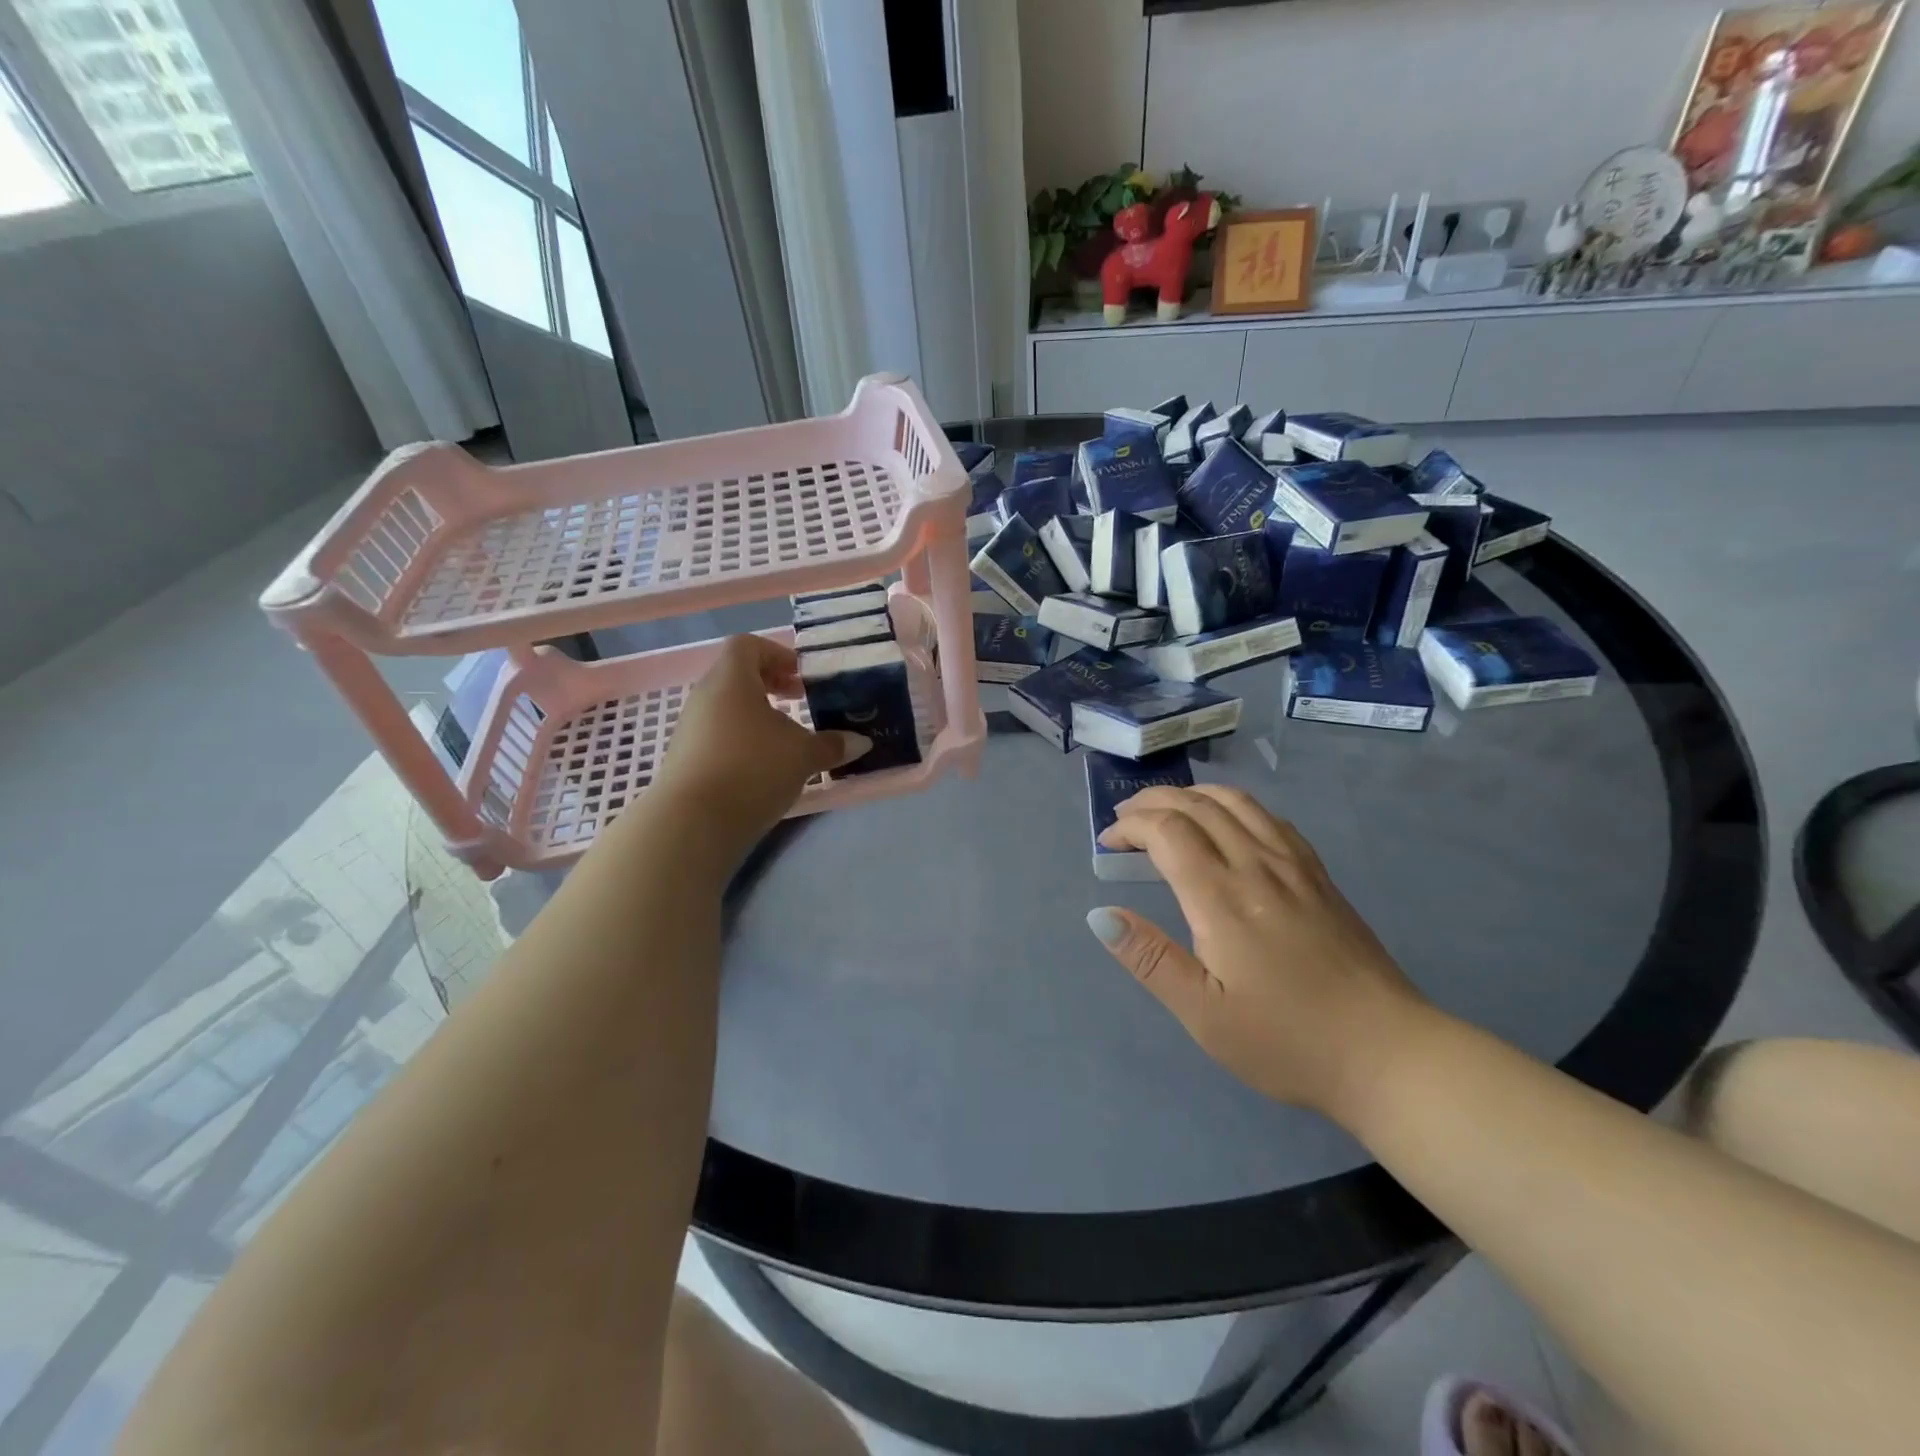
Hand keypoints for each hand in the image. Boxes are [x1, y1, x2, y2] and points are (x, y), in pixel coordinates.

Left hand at [646, 636, 868, 862]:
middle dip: (770, 686)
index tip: (801, 677)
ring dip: (756, 717)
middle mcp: (704, 697)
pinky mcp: (684, 760)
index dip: (777, 655)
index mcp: (731, 680)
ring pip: (726, 709)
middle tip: (798, 702)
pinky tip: (762, 769)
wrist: (692, 823)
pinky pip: (716, 737)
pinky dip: (741, 742)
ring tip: (784, 741)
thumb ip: (832, 745)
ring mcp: (689, 729)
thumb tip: (861, 742)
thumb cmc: (752, 769)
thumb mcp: (803, 755)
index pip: (747, 645)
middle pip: (736, 676)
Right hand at [1087, 786, 1430, 1116]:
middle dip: (1153, 802)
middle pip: (1198, 805)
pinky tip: (1229, 824)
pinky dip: (1235, 806)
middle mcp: (1257, 866)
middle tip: (1124, 819)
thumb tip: (1100, 916)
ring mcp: (1294, 867)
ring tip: (1168, 810)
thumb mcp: (1204, 1014)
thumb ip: (1150, 959)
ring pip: (1237, 802)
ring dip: (1193, 795)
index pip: (1167, 831)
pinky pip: (1271, 818)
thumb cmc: (1287, 1041)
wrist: (1389, 1053)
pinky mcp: (1319, 876)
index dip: (1130, 826)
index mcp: (1222, 898)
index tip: (1107, 842)